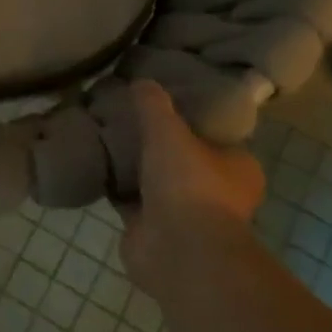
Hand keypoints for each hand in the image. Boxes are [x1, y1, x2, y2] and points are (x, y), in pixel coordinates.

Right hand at [116, 80, 264, 299]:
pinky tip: (94, 163)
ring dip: (132, 165)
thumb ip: (153, 104)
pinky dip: (115, 186)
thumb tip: (140, 81)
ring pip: (153, 179)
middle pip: (181, 157)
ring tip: (104, 134)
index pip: (214, 134)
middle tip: (125, 115)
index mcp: (237, 167)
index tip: (161, 101)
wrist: (177, 250)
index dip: (189, 117)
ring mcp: (183, 214)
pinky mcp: (151, 229)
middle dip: (156, 142)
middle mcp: (215, 191)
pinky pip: (129, 199)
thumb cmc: (189, 185)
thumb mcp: (168, 130)